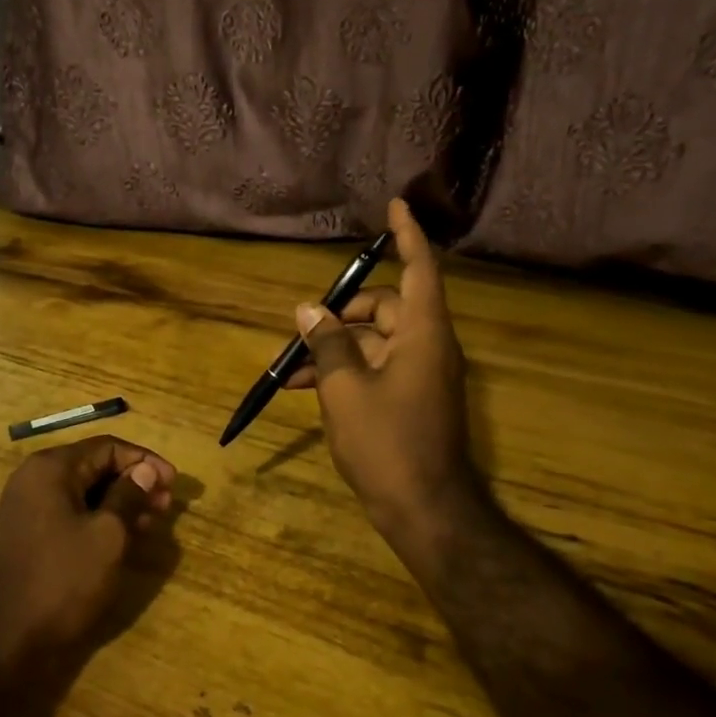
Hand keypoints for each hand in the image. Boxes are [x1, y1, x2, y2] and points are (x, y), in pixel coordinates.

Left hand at [0, 435, 175, 684]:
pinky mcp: (26, 538)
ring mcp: (26, 510)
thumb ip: (129, 496)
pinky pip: (69, 515)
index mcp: (51, 468)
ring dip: (119, 504)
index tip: (174, 483)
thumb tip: (146, 469)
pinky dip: (98, 521)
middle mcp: (34, 480)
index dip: (145, 461)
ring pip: (83, 494)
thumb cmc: (59, 581)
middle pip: (94, 467)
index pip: (108, 447)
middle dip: (134, 483)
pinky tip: (120, 540)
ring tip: (150, 524)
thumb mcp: (107, 536)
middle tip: (166, 506)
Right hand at [287, 199, 478, 558]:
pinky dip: (345, 371)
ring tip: (288, 367)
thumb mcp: (345, 389)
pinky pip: (375, 368)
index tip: (395, 205)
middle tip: (300, 326)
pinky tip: (304, 388)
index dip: (407, 234)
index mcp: (423, 333)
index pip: (418, 268)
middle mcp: (428, 345)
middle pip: (385, 307)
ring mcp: (422, 374)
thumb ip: (327, 344)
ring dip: (334, 347)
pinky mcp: (412, 398)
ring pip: (374, 341)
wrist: (426, 510)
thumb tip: (309, 310)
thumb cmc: (387, 443)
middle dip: (341, 312)